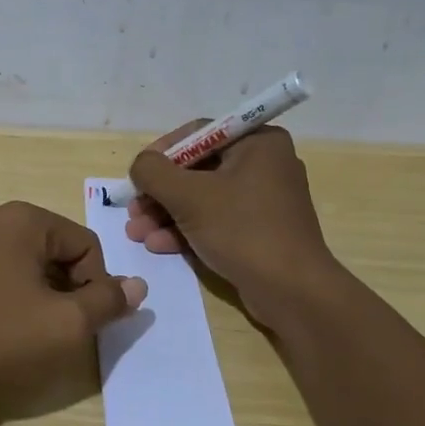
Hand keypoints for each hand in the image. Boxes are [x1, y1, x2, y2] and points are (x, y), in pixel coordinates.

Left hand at [0, 201, 146, 388]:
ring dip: (31, 291)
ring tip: (21, 331)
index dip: (96, 285)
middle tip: (55, 329)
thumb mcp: (64, 325)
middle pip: (50, 249)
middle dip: (63, 287)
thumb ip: (107, 303)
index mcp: (24, 219)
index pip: (86, 244)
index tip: (82, 323)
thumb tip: (136, 287)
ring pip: (16, 261)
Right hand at [124, 121, 337, 323]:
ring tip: (137, 234)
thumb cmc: (242, 230)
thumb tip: (141, 166)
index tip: (136, 177)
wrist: (291, 290)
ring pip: (202, 198)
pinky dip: (186, 229)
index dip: (160, 154)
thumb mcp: (188, 196)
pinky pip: (215, 220)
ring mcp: (262, 199)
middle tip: (133, 212)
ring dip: (166, 214)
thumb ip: (154, 172)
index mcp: (258, 142)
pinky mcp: (258, 230)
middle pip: (196, 169)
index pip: (197, 134)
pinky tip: (159, 245)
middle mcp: (264, 164)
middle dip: (159, 193)